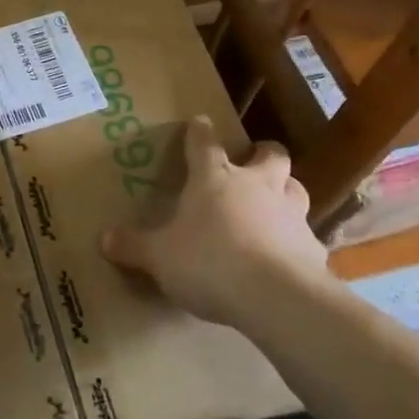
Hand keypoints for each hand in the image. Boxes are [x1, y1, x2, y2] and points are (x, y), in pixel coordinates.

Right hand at [98, 116, 329, 329]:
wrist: (276, 297)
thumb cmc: (209, 262)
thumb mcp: (159, 257)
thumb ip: (134, 246)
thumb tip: (104, 239)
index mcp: (214, 179)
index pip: (204, 144)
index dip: (200, 131)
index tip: (200, 121)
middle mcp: (256, 186)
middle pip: (271, 155)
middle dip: (263, 154)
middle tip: (254, 162)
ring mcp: (290, 214)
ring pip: (296, 188)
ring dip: (286, 191)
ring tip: (274, 205)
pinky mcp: (313, 247)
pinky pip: (306, 235)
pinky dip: (296, 240)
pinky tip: (287, 256)